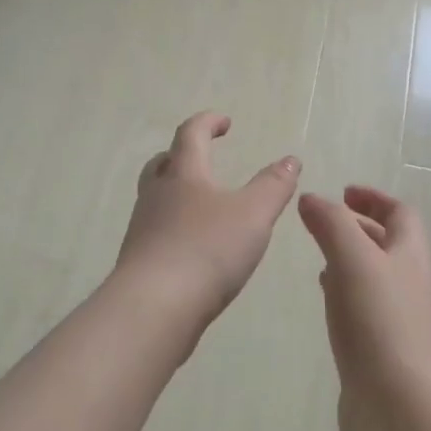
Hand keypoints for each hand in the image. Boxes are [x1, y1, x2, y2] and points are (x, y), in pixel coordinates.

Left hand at [111, 112, 301, 341]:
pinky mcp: (139, 261)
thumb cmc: (207, 250)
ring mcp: (143, 228)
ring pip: (156, 197)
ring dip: (175, 191)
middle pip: (163, 163)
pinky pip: (156, 230)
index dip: (207, 122)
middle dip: (182, 154)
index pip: (191, 134)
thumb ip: (274, 186)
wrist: (153, 308)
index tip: (225, 122)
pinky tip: (192, 246)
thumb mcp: (253, 215)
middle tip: (202, 156)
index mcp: (184, 175)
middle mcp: (157, 195)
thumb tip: (290, 159)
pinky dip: (173, 226)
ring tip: (201, 205)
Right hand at [297, 186, 430, 430]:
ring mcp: (400, 320)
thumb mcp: (352, 259)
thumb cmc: (379, 322)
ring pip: (375, 276)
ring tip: (319, 258)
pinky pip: (365, 309)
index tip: (343, 192)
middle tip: (322, 222)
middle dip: (358, 227)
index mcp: (411, 256)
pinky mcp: (384, 350)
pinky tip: (327, 302)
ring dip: (350, 261)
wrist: (400, 407)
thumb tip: (311, 198)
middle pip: (389, 243)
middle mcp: (411, 283)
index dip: (373, 198)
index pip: (400, 213)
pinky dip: (345, 294)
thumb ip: (331, 223)